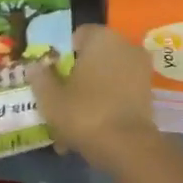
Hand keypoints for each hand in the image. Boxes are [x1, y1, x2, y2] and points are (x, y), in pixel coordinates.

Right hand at [29, 24, 159, 170]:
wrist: (127, 146)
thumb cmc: (83, 112)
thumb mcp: (50, 97)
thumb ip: (40, 77)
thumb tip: (34, 66)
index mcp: (101, 38)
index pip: (78, 36)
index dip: (61, 55)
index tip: (51, 76)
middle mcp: (125, 46)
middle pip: (93, 59)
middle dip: (76, 78)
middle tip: (59, 101)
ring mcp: (140, 70)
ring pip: (105, 80)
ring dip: (88, 96)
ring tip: (70, 124)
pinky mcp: (148, 94)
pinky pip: (118, 94)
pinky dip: (105, 107)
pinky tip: (88, 131)